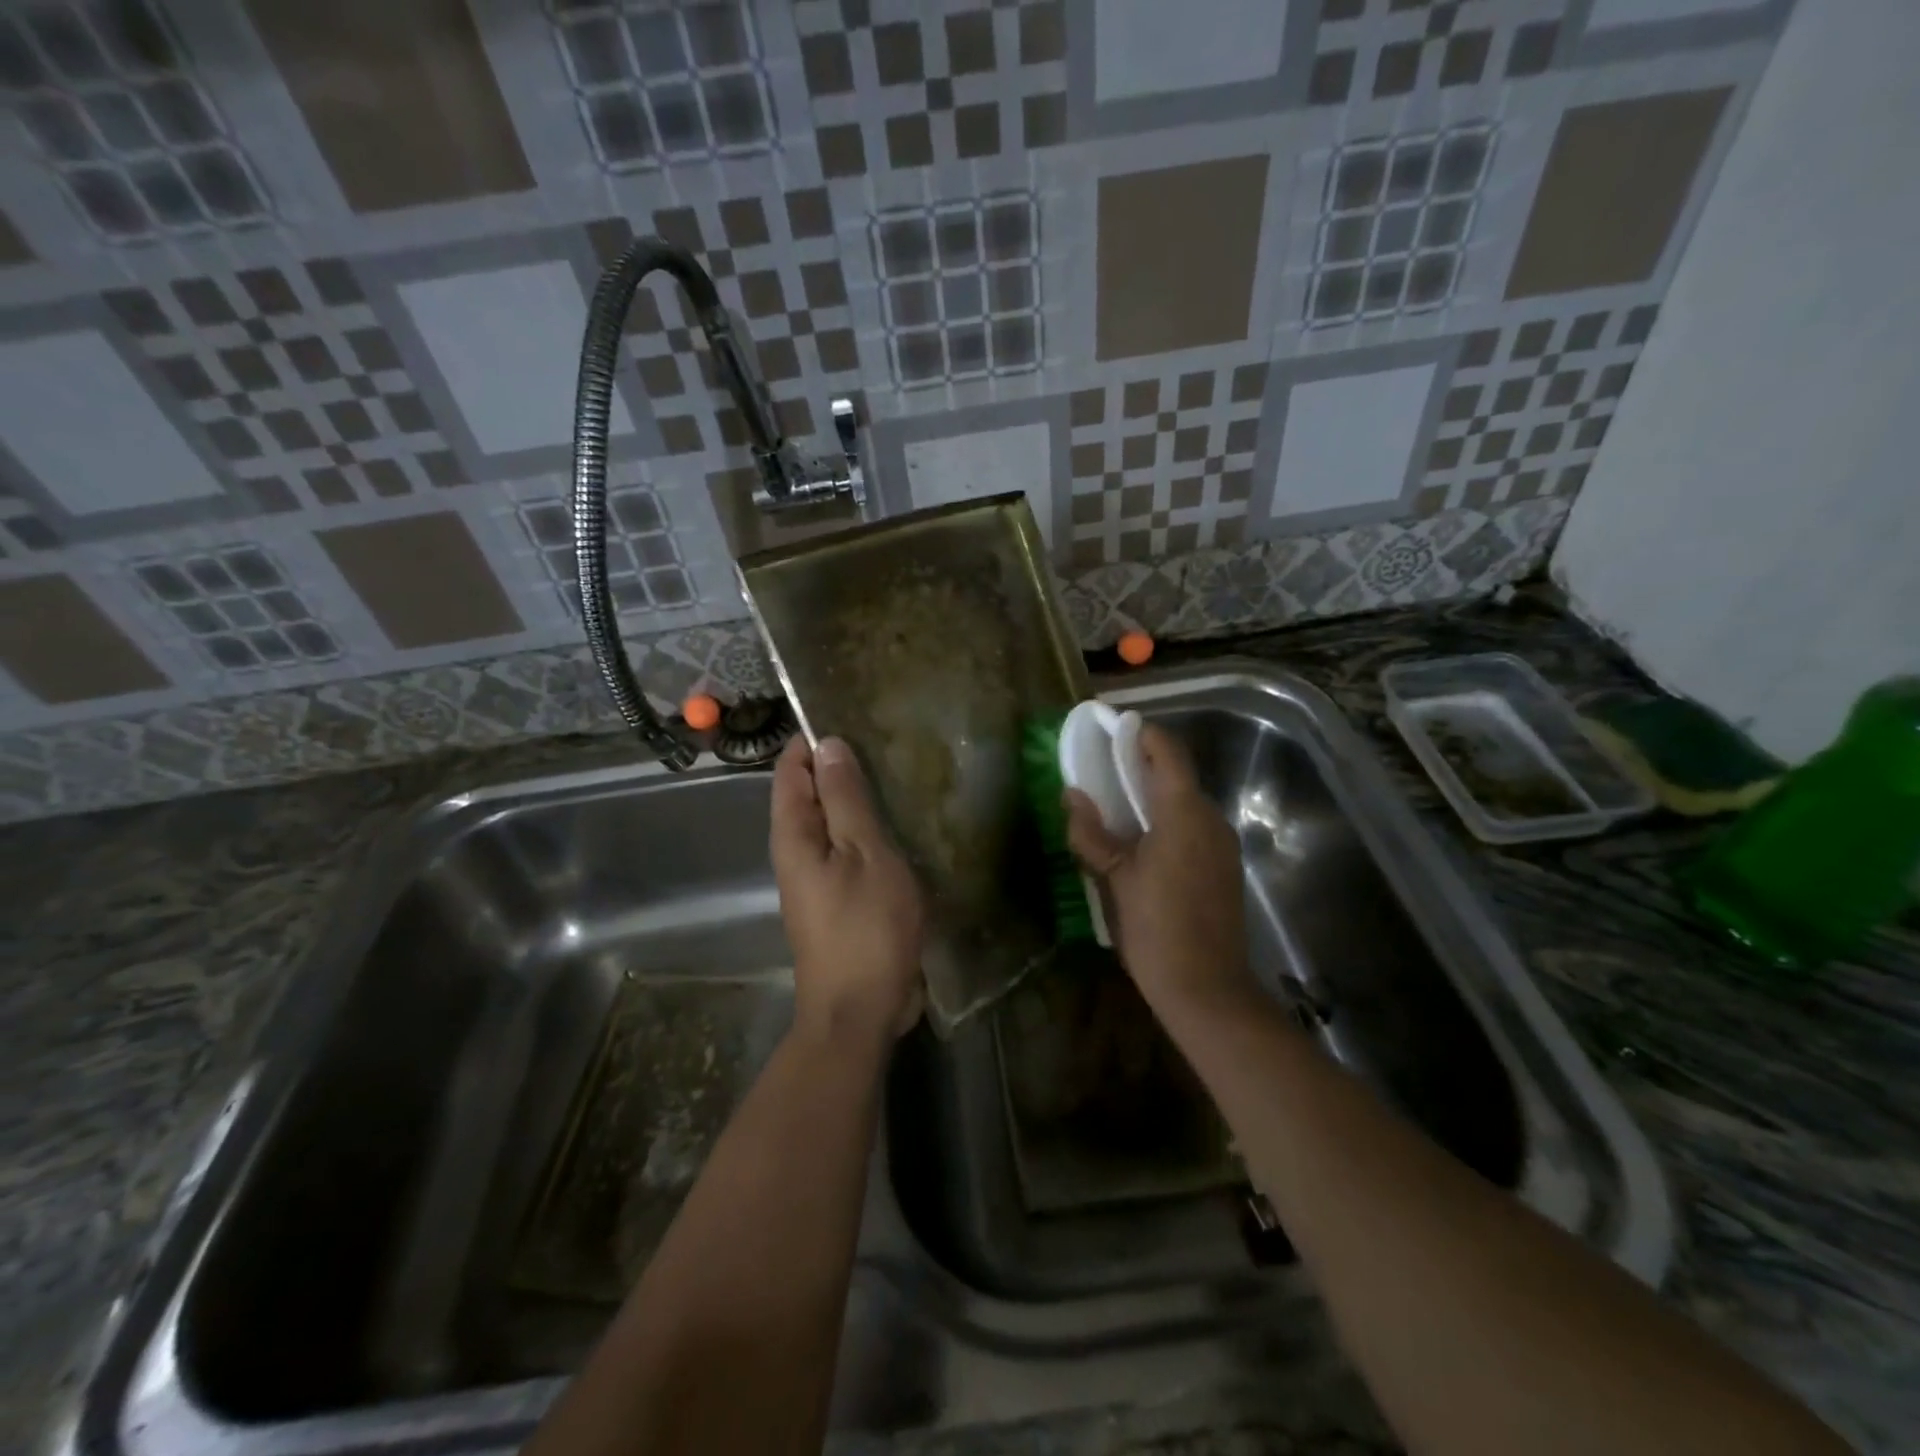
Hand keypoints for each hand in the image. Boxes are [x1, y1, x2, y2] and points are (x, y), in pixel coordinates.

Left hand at [771, 735, 925, 1042]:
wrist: (859, 1010)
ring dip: (858, 800)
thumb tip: (827, 744)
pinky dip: (867, 831)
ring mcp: (816, 877)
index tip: (856, 719)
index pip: (792, 769)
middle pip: (810, 794)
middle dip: (841, 767)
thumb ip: (846, 798)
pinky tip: (899, 824)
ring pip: (832, 822)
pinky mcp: (838, 897)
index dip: (815, 740)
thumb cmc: (865, 927)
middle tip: (888, 744)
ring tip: (898, 776)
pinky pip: (847, 849)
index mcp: (793, 834)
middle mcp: (795, 851)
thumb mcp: (864, 853)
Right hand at [1064, 723, 1256, 1020]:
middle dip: (1141, 766)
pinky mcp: (1225, 868)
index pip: (1167, 752)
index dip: (1141, 734)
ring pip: (1186, 803)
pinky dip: (1167, 821)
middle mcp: (1211, 819)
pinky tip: (1142, 844)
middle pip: (1177, 775)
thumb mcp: (1113, 879)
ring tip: (1116, 808)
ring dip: (1154, 796)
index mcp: (1184, 813)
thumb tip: (1072, 796)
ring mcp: (1223, 845)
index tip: (1111, 730)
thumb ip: (1091, 833)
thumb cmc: (1155, 928)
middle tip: (1102, 771)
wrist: (1207, 990)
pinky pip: (1194, 828)